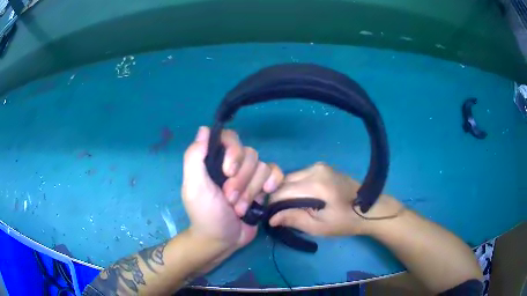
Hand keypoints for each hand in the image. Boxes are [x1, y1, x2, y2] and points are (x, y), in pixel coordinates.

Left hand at [182, 126, 283, 252]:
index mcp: (215, 161)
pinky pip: (275, 173)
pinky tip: (267, 193)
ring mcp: (250, 176)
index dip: (233, 152)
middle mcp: (234, 164)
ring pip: (262, 166)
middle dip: (241, 181)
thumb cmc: (205, 214)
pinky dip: (273, 181)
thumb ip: (194, 157)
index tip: (227, 172)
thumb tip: (204, 129)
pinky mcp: (263, 187)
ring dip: (251, 191)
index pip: (230, 138)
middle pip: (249, 154)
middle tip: (229, 199)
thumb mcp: (194, 186)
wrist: (223, 239)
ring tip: (239, 208)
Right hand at [268, 162, 402, 235]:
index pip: (281, 191)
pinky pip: (301, 175)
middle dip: (279, 197)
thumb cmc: (345, 221)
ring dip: (287, 191)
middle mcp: (315, 169)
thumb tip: (270, 217)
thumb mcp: (318, 227)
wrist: (368, 209)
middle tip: (281, 214)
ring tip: (292, 207)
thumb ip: (293, 219)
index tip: (272, 217)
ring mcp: (320, 166)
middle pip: (284, 181)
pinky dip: (296, 186)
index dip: (273, 205)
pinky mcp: (323, 167)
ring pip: (291, 177)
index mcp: (315, 184)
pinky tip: (302, 198)